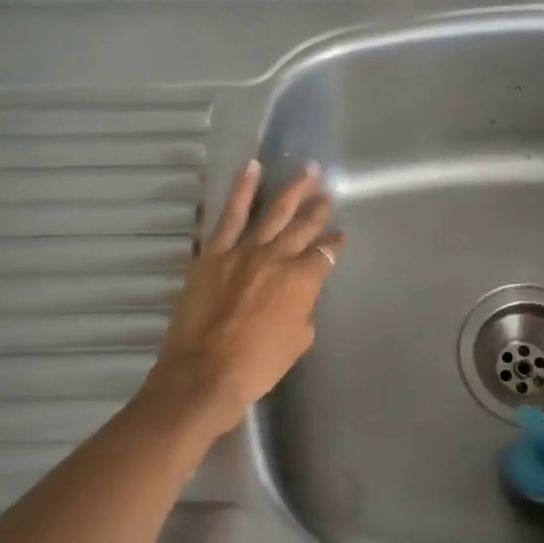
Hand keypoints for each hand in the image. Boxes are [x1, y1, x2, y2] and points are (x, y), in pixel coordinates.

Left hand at [144, 161, 343, 434]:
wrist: (204, 373)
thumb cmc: (257, 366)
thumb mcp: (298, 342)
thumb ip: (303, 312)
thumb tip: (298, 298)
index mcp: (302, 281)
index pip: (325, 255)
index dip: (335, 246)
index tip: (340, 239)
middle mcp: (276, 257)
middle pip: (303, 226)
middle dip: (318, 210)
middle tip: (326, 194)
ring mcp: (243, 251)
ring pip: (272, 212)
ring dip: (292, 190)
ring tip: (306, 170)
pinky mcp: (213, 253)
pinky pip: (230, 216)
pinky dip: (241, 190)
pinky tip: (251, 169)